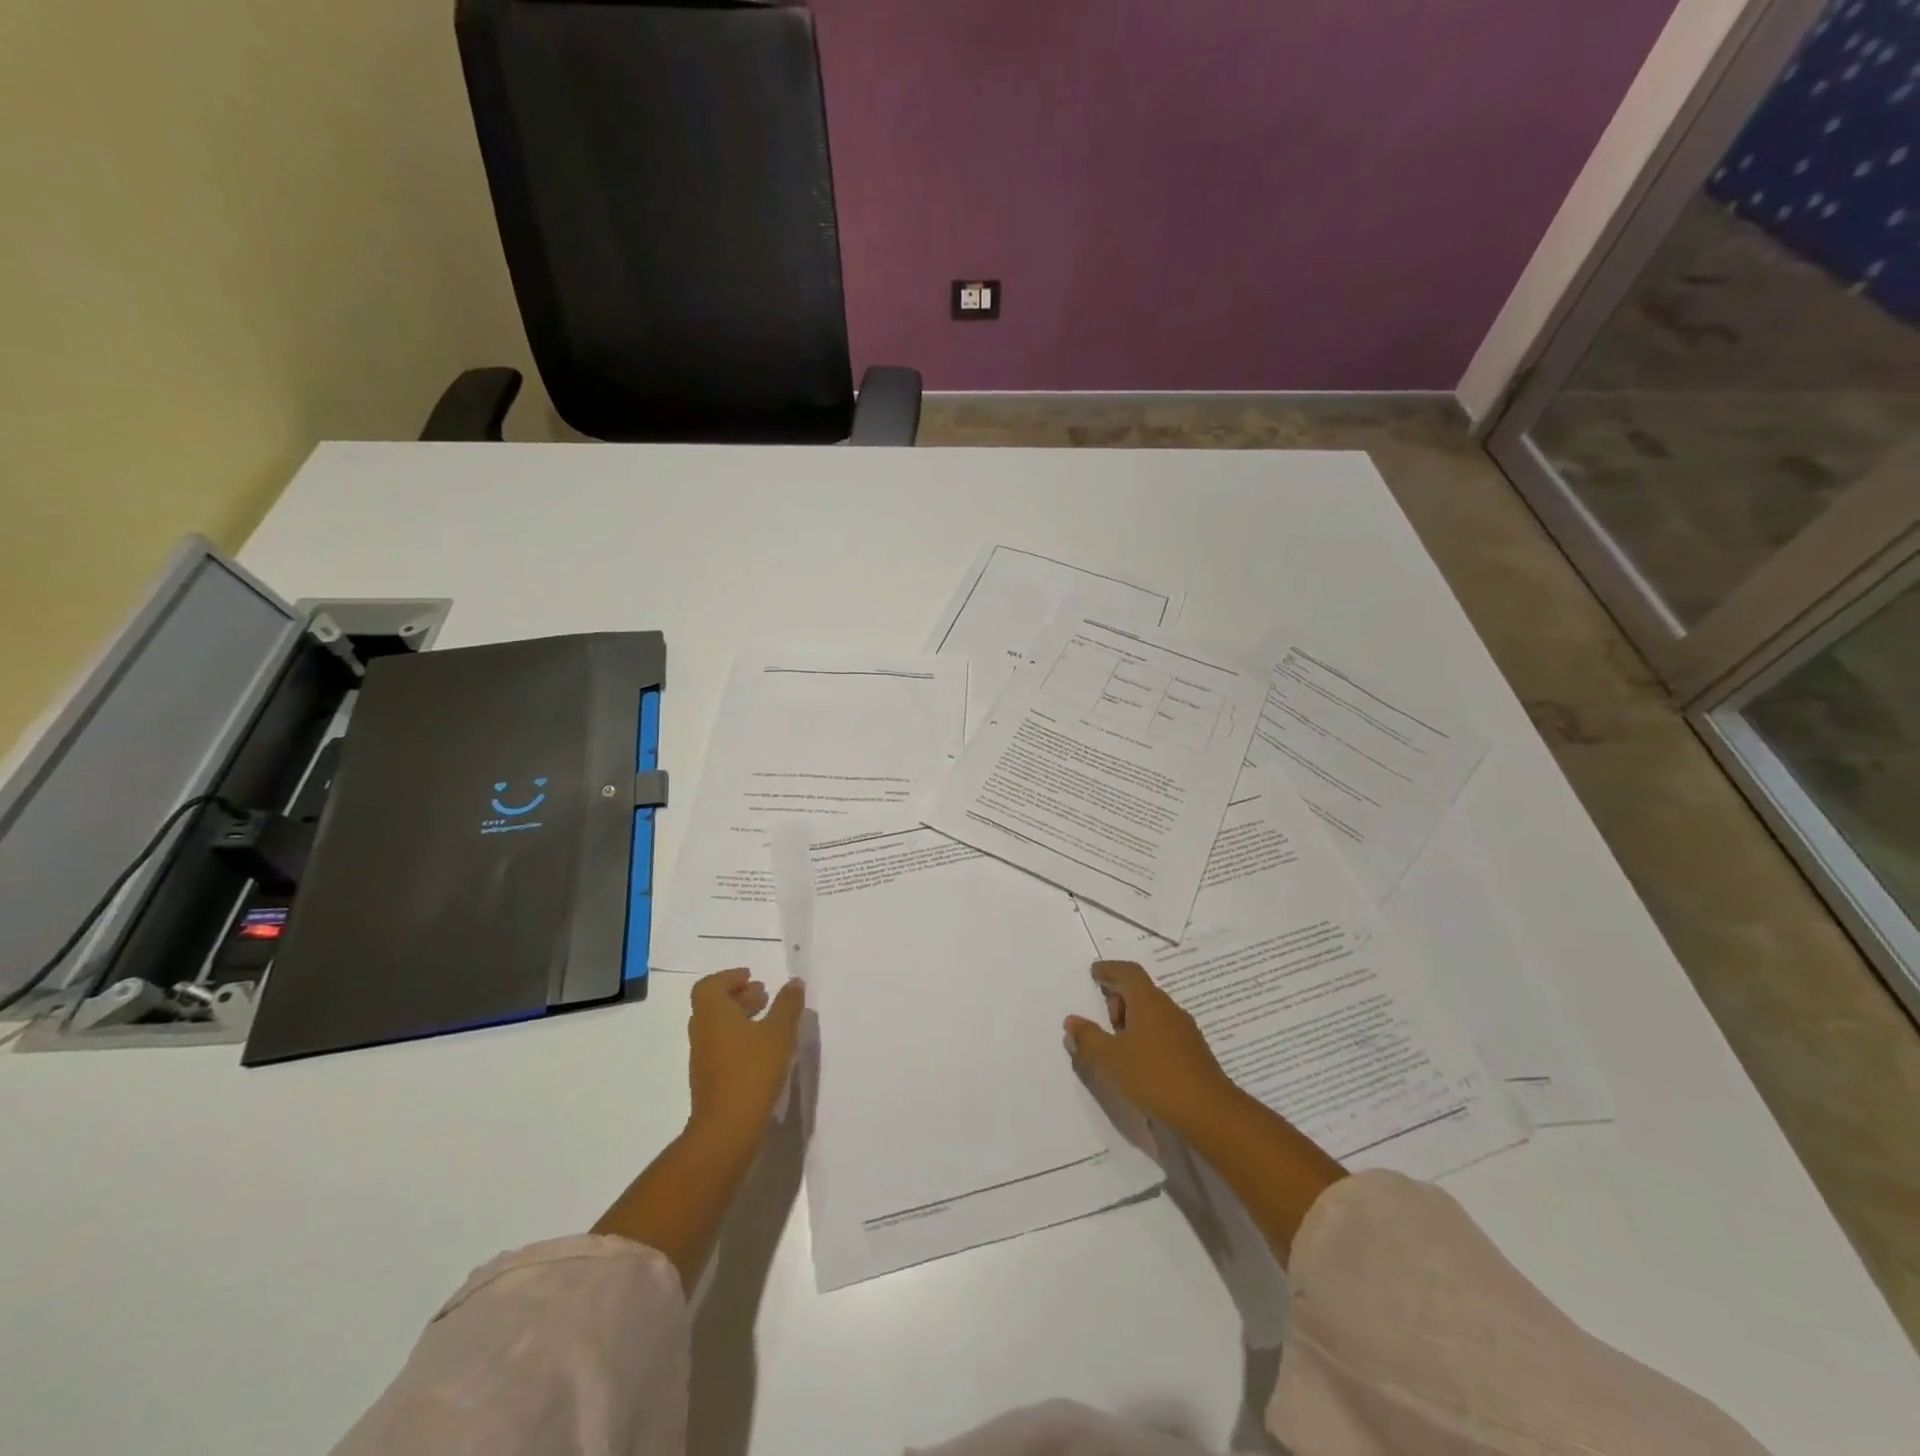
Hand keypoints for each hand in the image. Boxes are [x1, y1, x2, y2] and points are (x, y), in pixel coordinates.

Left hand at [687, 968, 805, 1139]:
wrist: (726, 1129)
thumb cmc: (752, 1071)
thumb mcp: (779, 1033)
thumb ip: (788, 1004)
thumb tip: (794, 982)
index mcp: (713, 1014)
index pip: (710, 985)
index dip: (730, 977)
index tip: (753, 978)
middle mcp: (702, 1031)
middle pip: (713, 1004)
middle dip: (738, 995)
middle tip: (764, 996)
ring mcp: (703, 1057)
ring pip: (717, 1026)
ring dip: (739, 1017)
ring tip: (768, 1022)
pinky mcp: (708, 1078)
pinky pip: (720, 1046)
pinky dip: (738, 1038)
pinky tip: (762, 1050)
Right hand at [1064, 960, 1238, 1131]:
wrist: (1208, 1111)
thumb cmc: (1153, 1076)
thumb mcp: (1111, 1058)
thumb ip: (1088, 1038)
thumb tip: (1072, 1020)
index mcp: (1148, 1001)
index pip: (1128, 971)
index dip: (1110, 969)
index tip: (1095, 973)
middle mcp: (1168, 1008)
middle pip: (1141, 990)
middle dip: (1119, 997)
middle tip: (1103, 1017)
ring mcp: (1185, 1030)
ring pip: (1154, 1012)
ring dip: (1133, 1018)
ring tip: (1118, 1043)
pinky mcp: (1194, 1051)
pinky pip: (1164, 1030)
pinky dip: (1147, 1034)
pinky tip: (1140, 1060)